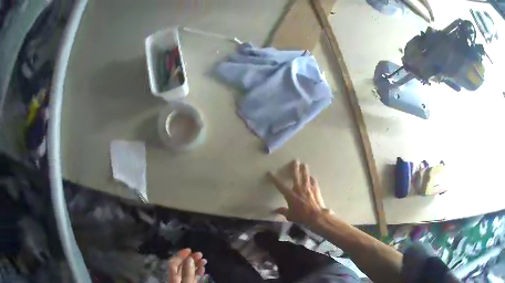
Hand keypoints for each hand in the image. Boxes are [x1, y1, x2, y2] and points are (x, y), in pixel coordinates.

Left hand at [168, 248, 206, 282]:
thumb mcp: (187, 282)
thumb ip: (187, 272)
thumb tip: (189, 258)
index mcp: (173, 277)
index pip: (173, 263)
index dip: (180, 255)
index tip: (189, 250)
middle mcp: (177, 278)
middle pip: (182, 266)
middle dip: (191, 258)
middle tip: (200, 254)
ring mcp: (183, 281)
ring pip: (188, 270)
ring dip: (196, 264)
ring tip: (204, 261)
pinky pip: (192, 276)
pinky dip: (197, 272)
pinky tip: (202, 269)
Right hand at [268, 160, 328, 225]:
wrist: (316, 216)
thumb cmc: (301, 216)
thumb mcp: (290, 216)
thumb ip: (283, 211)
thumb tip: (277, 210)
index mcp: (290, 195)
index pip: (279, 185)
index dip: (274, 179)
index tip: (269, 173)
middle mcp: (298, 188)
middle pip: (295, 175)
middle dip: (294, 168)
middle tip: (294, 161)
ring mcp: (308, 188)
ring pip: (305, 175)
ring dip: (304, 169)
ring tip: (304, 164)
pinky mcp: (316, 189)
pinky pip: (313, 181)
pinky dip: (311, 178)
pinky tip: (311, 177)